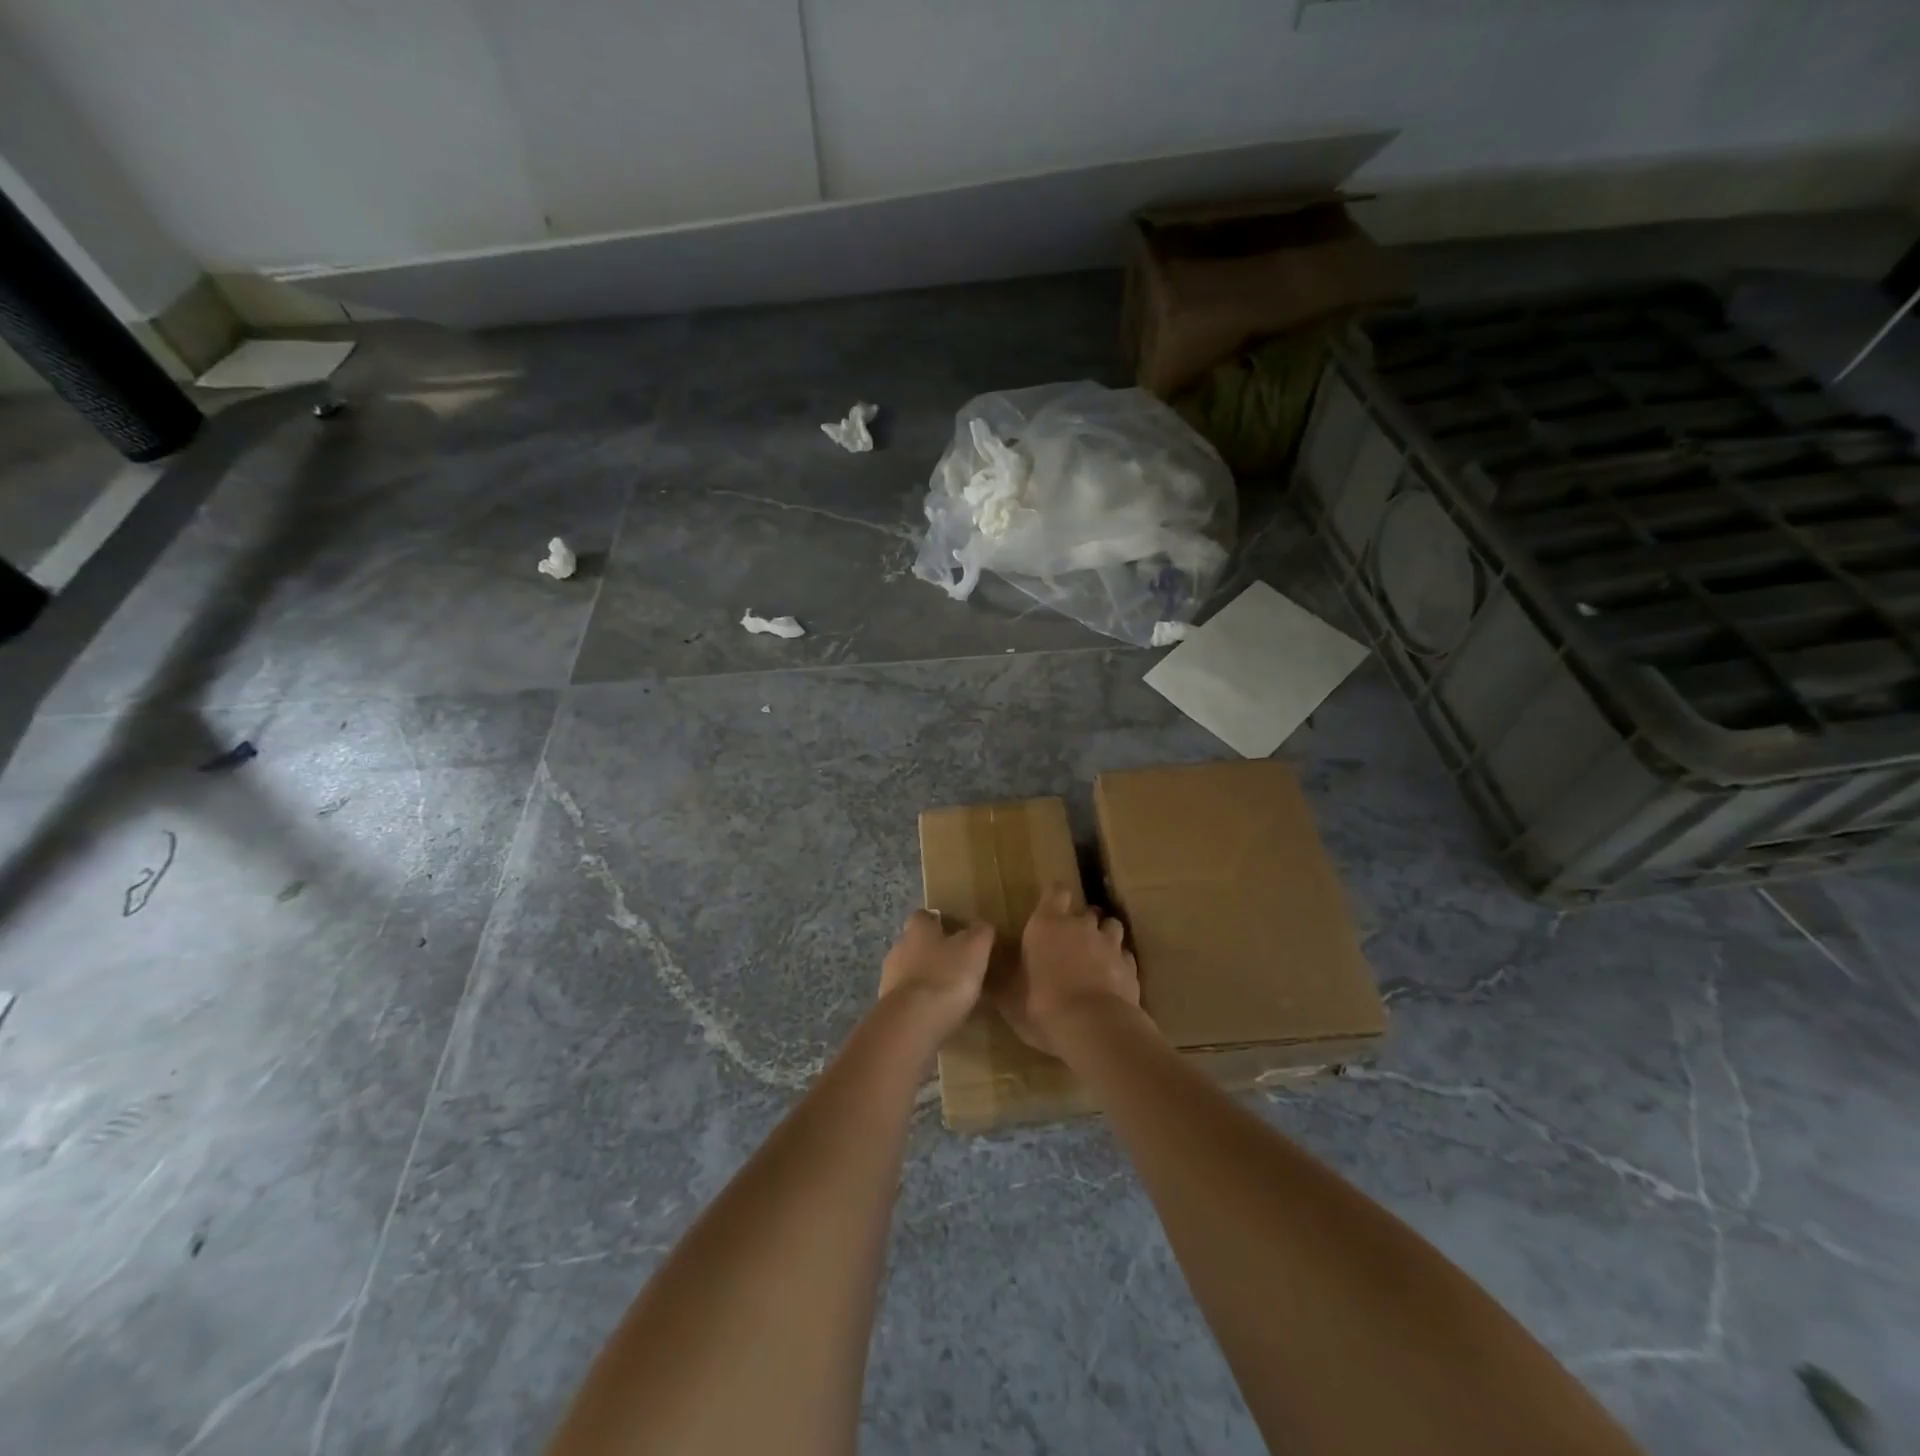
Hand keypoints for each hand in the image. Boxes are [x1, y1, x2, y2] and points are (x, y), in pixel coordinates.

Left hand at [877, 910, 994, 1050]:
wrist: (912, 1023)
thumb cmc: (946, 976)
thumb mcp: (976, 948)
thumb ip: (981, 933)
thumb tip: (982, 927)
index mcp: (918, 929)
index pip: (924, 916)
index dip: (940, 922)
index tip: (958, 933)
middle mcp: (899, 948)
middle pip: (916, 944)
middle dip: (933, 952)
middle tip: (958, 965)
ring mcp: (889, 979)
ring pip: (910, 972)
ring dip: (926, 979)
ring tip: (950, 994)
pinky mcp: (888, 1007)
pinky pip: (908, 999)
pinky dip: (921, 1003)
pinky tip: (938, 1015)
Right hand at [998, 886, 1141, 1055]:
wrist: (1094, 1028)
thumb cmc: (1042, 1005)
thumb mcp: (1009, 997)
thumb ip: (1003, 978)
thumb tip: (988, 970)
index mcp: (1047, 924)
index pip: (1055, 892)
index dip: (1054, 895)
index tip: (1050, 904)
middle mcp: (1081, 926)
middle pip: (1086, 910)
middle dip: (1081, 921)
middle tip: (1070, 940)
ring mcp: (1110, 945)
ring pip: (1111, 927)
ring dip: (1104, 936)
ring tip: (1096, 955)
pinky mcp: (1131, 968)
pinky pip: (1125, 957)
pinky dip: (1119, 963)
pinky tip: (1113, 979)